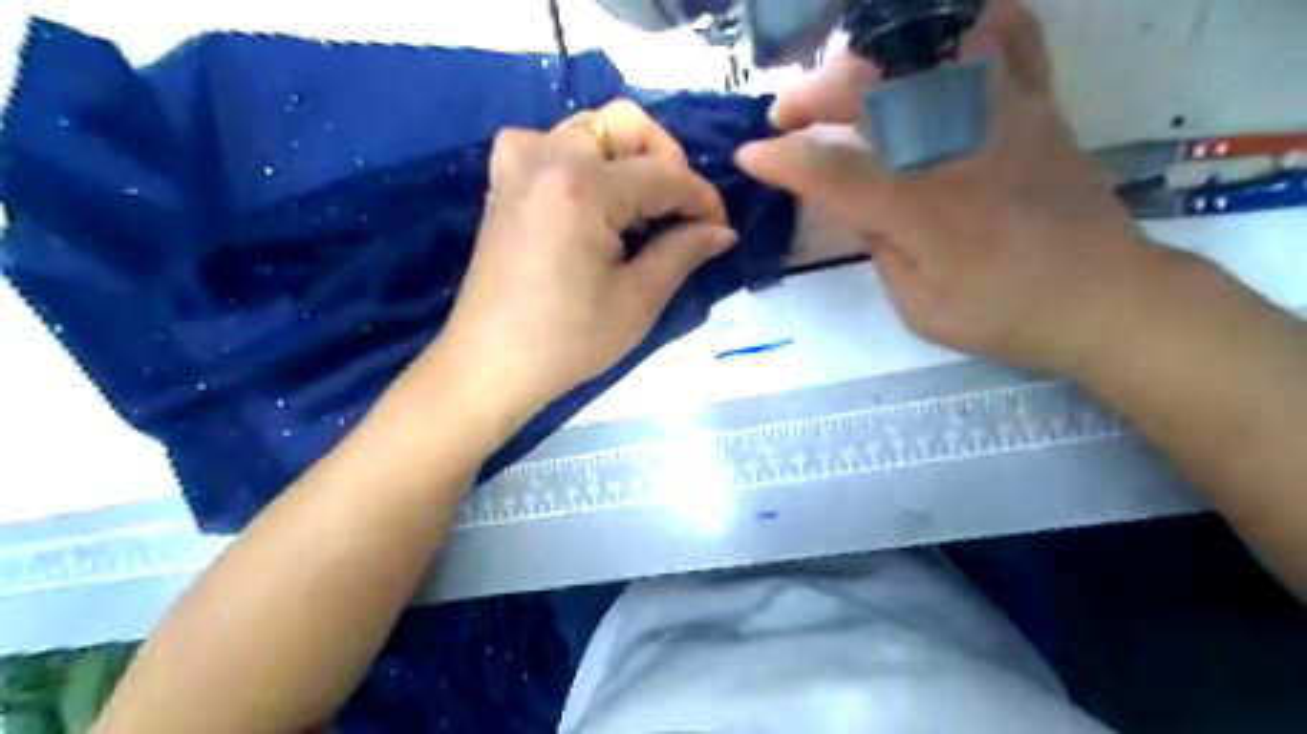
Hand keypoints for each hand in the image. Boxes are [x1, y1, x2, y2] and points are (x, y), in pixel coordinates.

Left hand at [430, 99, 734, 426]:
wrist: (489, 364)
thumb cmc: (566, 341)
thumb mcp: (636, 300)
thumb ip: (683, 252)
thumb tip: (722, 230)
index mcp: (581, 185)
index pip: (664, 175)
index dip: (702, 199)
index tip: (722, 228)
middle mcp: (546, 155)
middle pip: (626, 126)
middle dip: (667, 162)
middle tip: (681, 212)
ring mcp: (518, 162)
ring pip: (592, 131)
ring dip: (629, 161)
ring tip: (643, 214)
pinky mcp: (504, 180)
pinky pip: (556, 146)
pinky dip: (589, 164)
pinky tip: (598, 205)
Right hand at [735, 0, 1174, 373]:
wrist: (1104, 297)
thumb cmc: (1005, 314)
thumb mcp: (919, 304)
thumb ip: (880, 246)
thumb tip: (859, 203)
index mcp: (921, 208)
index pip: (832, 172)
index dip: (782, 161)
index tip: (749, 156)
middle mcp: (957, 145)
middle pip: (869, 92)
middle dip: (810, 96)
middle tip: (782, 116)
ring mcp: (1003, 113)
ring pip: (923, 53)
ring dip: (866, 60)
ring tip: (839, 82)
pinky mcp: (1037, 104)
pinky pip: (1007, 35)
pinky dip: (967, 23)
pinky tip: (934, 41)